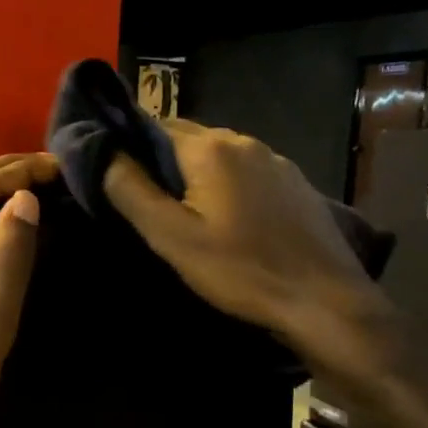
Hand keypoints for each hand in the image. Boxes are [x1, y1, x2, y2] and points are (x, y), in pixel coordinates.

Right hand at [104, 121, 396, 381]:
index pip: (154, 125)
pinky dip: (227, 186)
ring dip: (195, 176)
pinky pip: (247, 173)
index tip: (115, 174)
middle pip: (188, 139)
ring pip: (219, 157)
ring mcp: (277, 161)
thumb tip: (102, 152)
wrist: (325, 302)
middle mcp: (245, 141)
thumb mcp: (172, 237)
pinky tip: (228, 221)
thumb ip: (131, 191)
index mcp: (211, 148)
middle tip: (146, 202)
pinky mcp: (296, 185)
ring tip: (184, 214)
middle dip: (162, 162)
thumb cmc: (240, 271)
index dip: (130, 146)